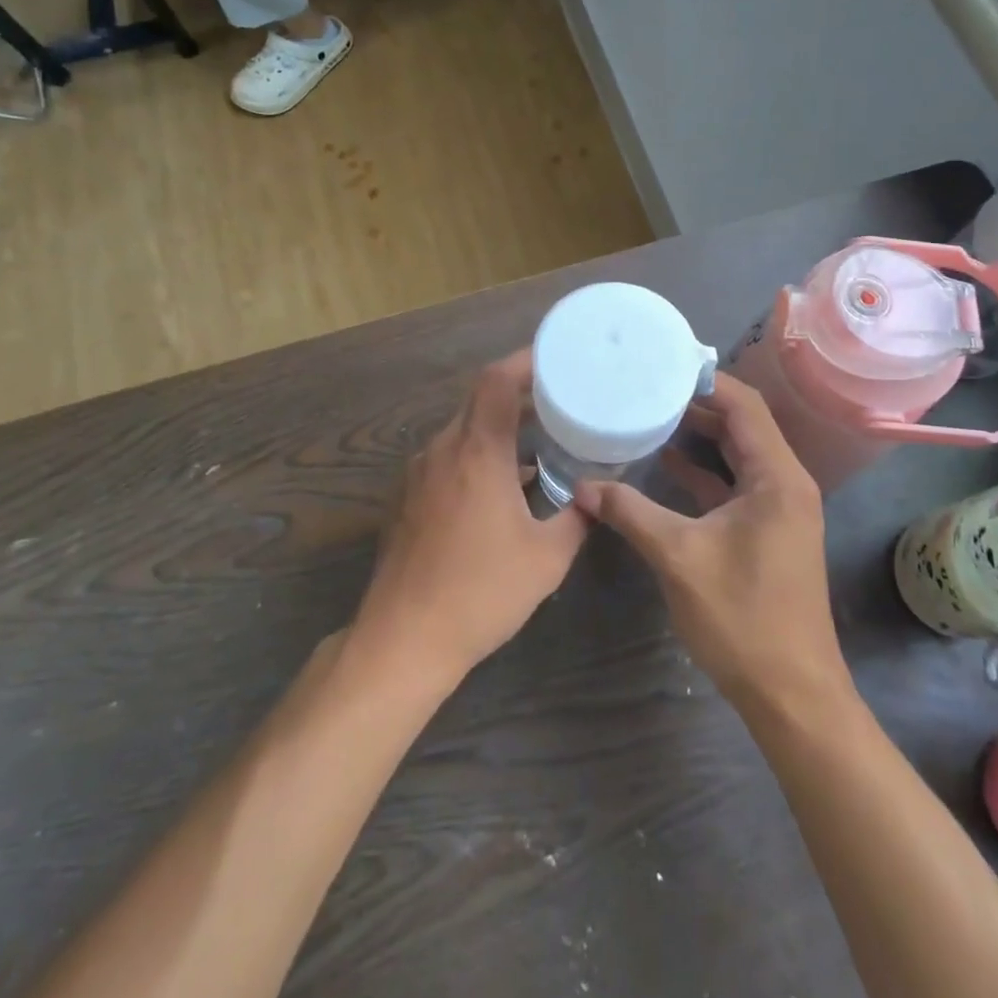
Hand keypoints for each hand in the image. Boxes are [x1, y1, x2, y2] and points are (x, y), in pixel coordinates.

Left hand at [351, 352, 588, 688]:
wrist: (403, 639)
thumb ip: (577, 518)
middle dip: (519, 395)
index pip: (496, 381)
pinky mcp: (406, 498)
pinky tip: (502, 486)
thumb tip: (595, 497)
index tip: (558, 359)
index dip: (526, 361)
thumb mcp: (546, 558)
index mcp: (476, 452)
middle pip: (479, 401)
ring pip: (462, 430)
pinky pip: (447, 457)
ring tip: (538, 444)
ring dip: (498, 429)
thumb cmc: (480, 593)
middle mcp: (442, 450)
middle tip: (560, 402)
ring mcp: (418, 474)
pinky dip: (477, 454)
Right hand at [574, 374, 848, 710]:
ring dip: (700, 438)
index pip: (745, 406)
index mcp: (778, 478)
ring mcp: (778, 509)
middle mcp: (785, 483)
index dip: (705, 383)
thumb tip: (584, 487)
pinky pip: (734, 486)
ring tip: (650, 417)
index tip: (661, 367)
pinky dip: (703, 473)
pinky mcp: (766, 532)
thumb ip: (631, 514)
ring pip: (737, 456)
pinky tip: (666, 465)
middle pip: (743, 426)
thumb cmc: (742, 618)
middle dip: (696, 407)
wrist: (790, 692)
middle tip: (647, 389)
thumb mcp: (679, 558)